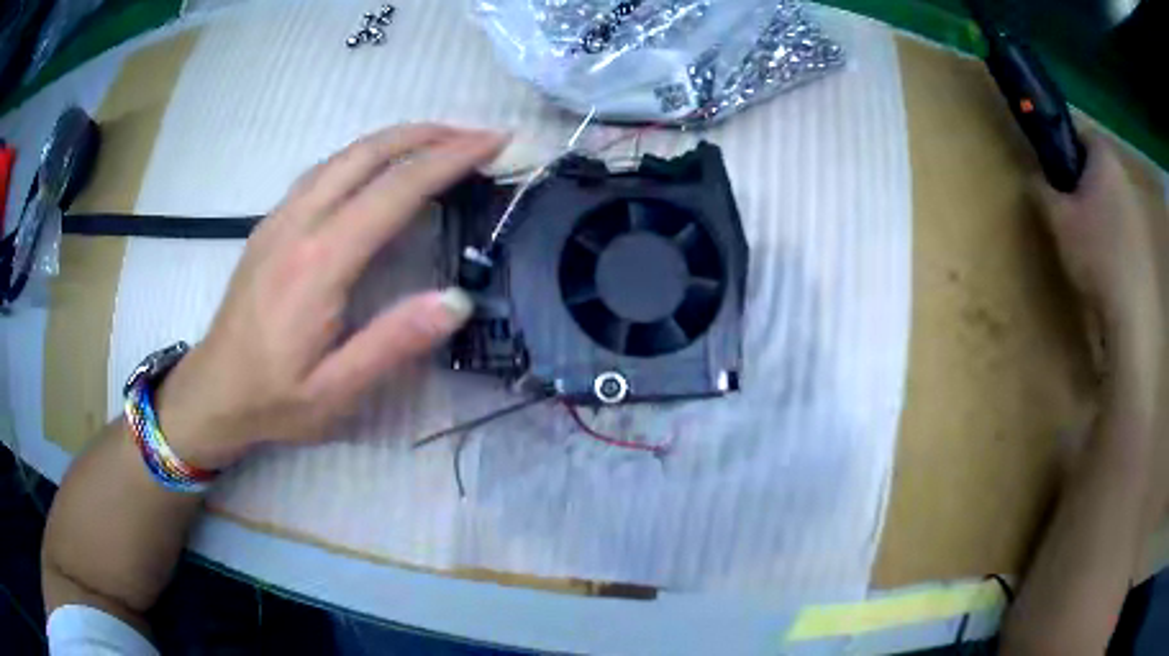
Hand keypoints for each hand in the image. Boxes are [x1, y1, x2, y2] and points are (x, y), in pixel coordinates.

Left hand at [154, 124, 507, 468]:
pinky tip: (380, 167)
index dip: (449, 159)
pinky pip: (324, 170)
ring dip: (397, 138)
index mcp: (319, 263)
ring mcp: (280, 218)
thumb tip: (457, 301)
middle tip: (476, 136)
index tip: (493, 142)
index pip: (394, 190)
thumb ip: (393, 344)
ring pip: (344, 155)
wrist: (213, 391)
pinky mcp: (271, 223)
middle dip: (428, 134)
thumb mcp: (336, 393)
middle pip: (368, 153)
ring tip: (440, 141)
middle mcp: (299, 224)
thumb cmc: (274, 398)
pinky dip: (365, 154)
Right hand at [1034, 130, 1160, 359]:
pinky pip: (1122, 227)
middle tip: (1066, 208)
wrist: (1132, 313)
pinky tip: (1103, 263)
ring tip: (1085, 242)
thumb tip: (1031, 178)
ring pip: (1110, 198)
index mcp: (1104, 157)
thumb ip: (1041, 190)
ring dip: (1097, 211)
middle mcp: (1123, 175)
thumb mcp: (1058, 220)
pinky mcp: (1144, 244)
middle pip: (1097, 168)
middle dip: (1081, 182)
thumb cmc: (1096, 253)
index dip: (1062, 146)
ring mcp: (1137, 211)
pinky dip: (1111, 237)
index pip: (1078, 132)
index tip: (1052, 170)